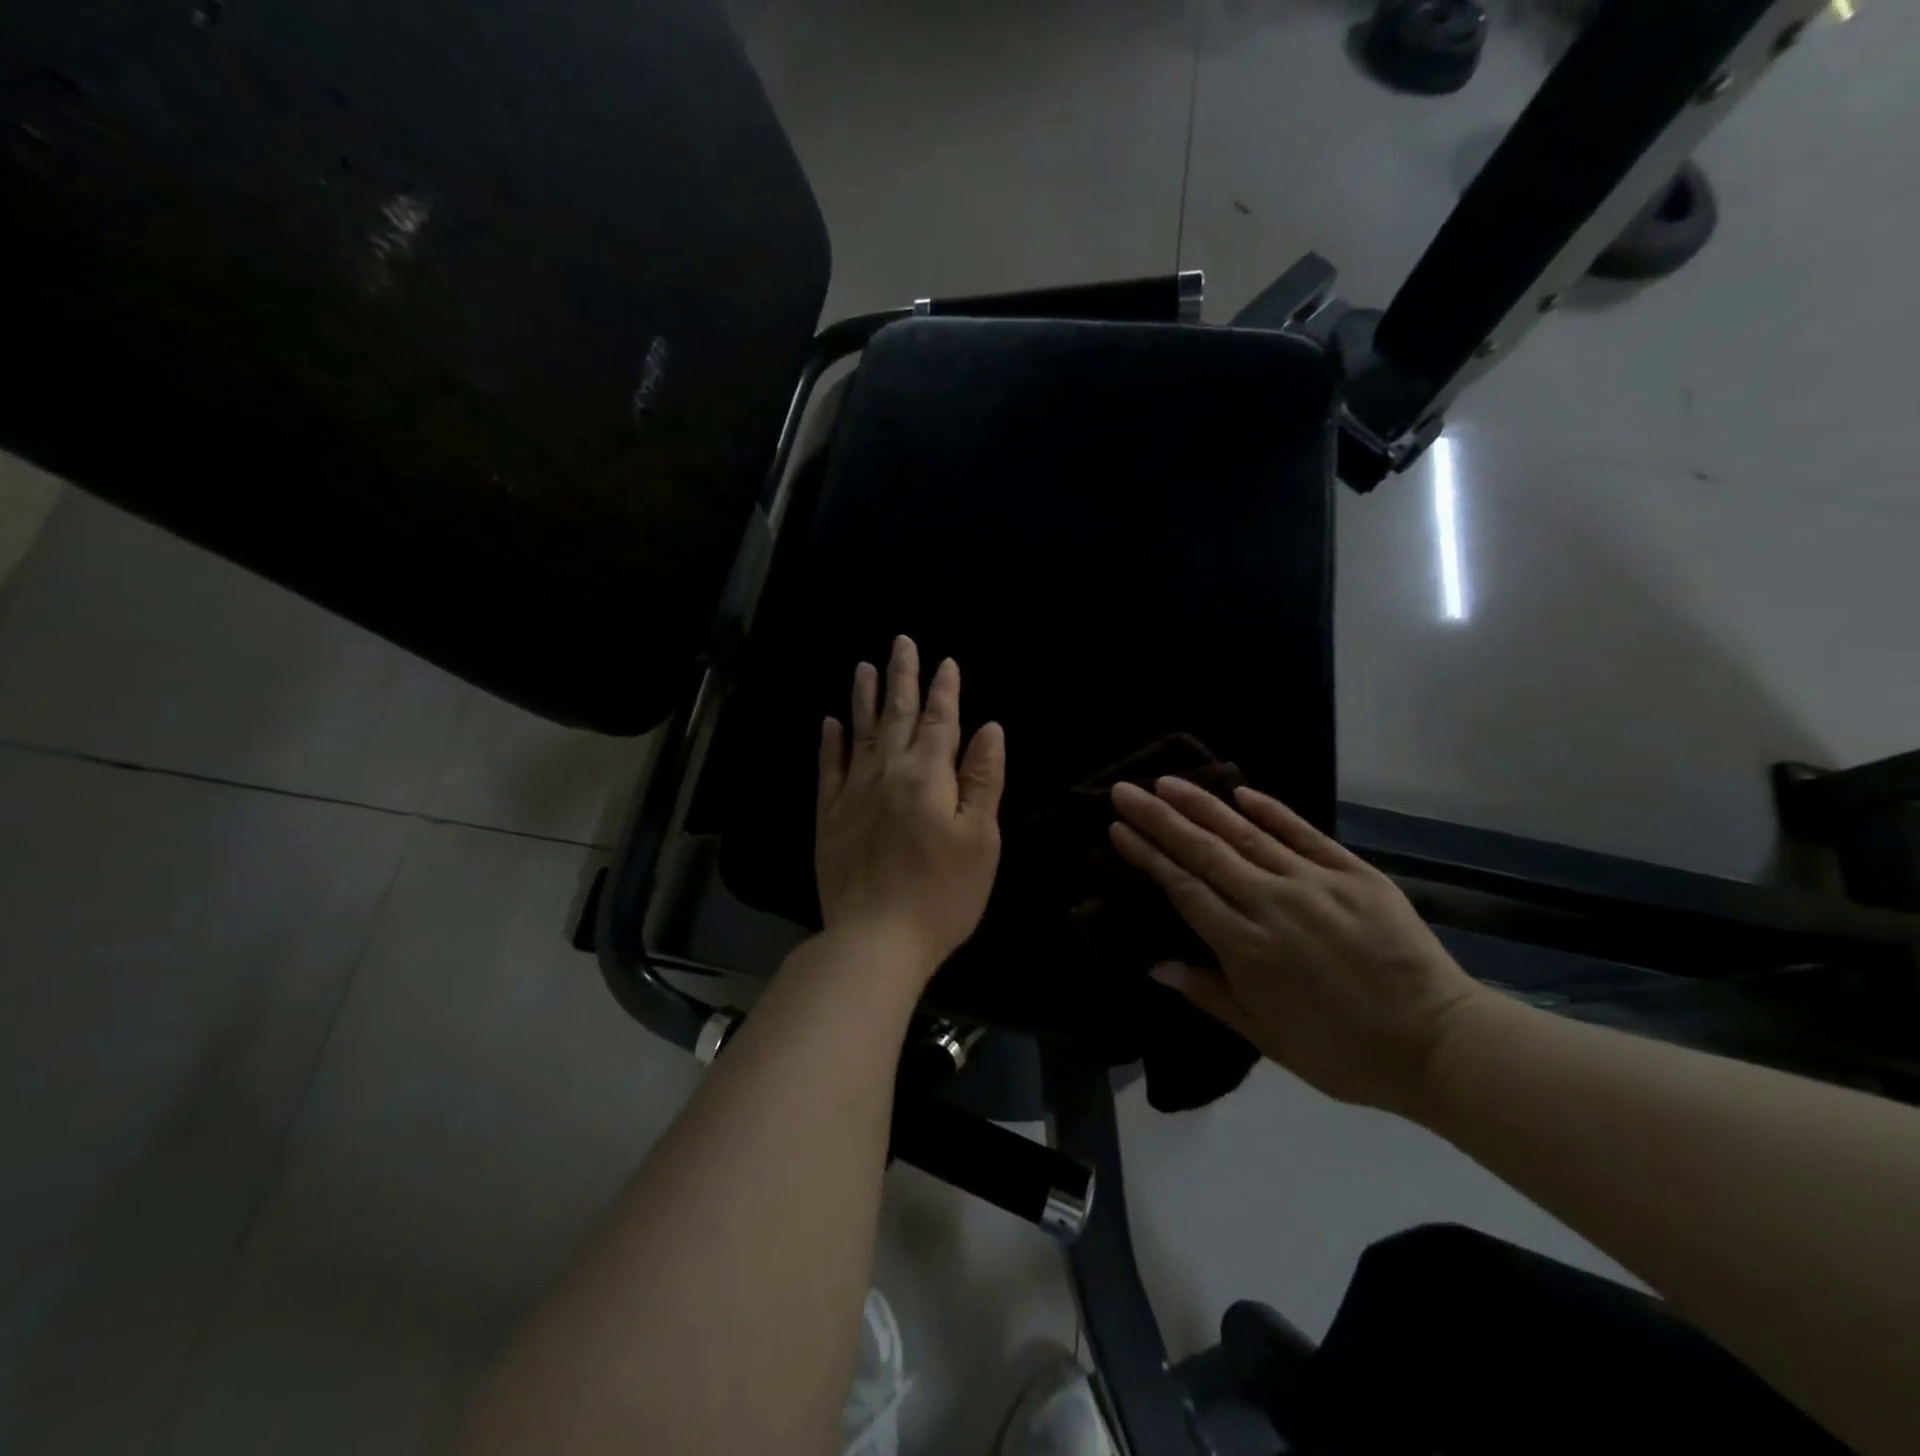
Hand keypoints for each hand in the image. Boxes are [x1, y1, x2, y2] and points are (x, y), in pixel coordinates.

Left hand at [815, 636, 1006, 982]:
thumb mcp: (980, 838)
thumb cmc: (942, 893)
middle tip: (901, 642)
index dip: (944, 690)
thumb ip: (983, 779)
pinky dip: (830, 743)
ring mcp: (853, 794)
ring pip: (860, 733)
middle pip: (896, 716)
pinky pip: (828, 769)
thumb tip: (988, 728)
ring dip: (864, 698)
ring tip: (864, 666)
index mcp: (928, 776)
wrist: (875, 939)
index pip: (939, 722)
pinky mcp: (829, 817)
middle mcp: (887, 773)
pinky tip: (830, 722)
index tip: (946, 662)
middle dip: (902, 677)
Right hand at [1109, 777, 1486, 1117]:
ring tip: (1168, 782)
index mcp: (1246, 947)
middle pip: (1205, 852)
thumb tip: (1154, 964)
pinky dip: (1272, 811)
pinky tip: (1242, 791)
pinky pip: (1305, 834)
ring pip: (1247, 835)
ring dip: (1203, 806)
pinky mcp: (1355, 874)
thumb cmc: (1340, 1051)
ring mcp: (1315, 884)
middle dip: (1160, 818)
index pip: (1184, 888)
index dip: (1148, 856)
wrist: (1437, 1045)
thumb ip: (1207, 993)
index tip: (1119, 829)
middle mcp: (1272, 904)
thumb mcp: (1264, 1037)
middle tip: (1126, 791)